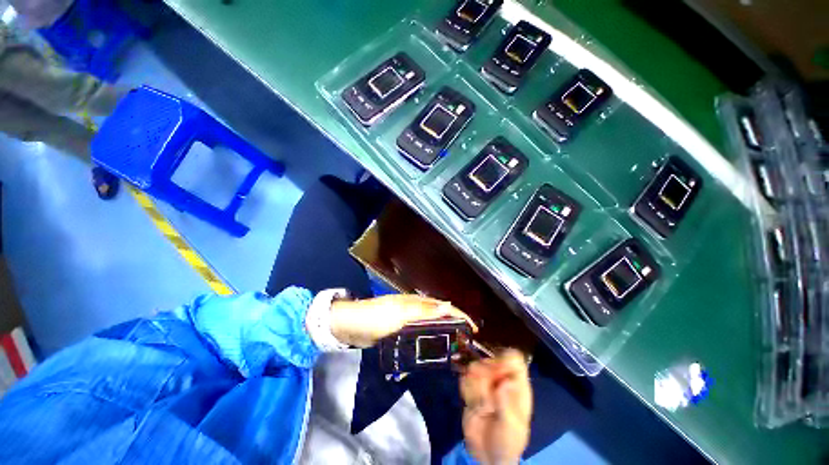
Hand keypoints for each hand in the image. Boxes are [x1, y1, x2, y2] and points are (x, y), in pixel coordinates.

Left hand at [329, 294, 476, 347]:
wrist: (351, 325)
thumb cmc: (376, 317)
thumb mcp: (400, 313)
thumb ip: (423, 311)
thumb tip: (448, 306)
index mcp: (417, 302)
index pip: (444, 307)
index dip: (460, 315)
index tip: (474, 329)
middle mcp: (415, 309)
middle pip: (440, 315)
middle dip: (455, 326)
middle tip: (466, 343)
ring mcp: (407, 319)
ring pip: (431, 326)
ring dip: (443, 335)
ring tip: (454, 350)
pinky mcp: (400, 330)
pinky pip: (419, 335)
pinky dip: (429, 341)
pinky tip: (431, 352)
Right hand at [460, 349, 531, 464]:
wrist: (488, 455)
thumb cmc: (508, 442)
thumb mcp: (511, 427)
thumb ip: (507, 403)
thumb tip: (506, 381)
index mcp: (517, 387)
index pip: (515, 360)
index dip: (505, 359)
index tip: (497, 371)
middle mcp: (500, 380)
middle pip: (491, 361)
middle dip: (486, 377)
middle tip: (487, 398)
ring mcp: (485, 384)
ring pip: (475, 367)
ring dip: (475, 387)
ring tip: (480, 405)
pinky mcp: (471, 389)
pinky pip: (464, 379)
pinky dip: (466, 391)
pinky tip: (471, 404)